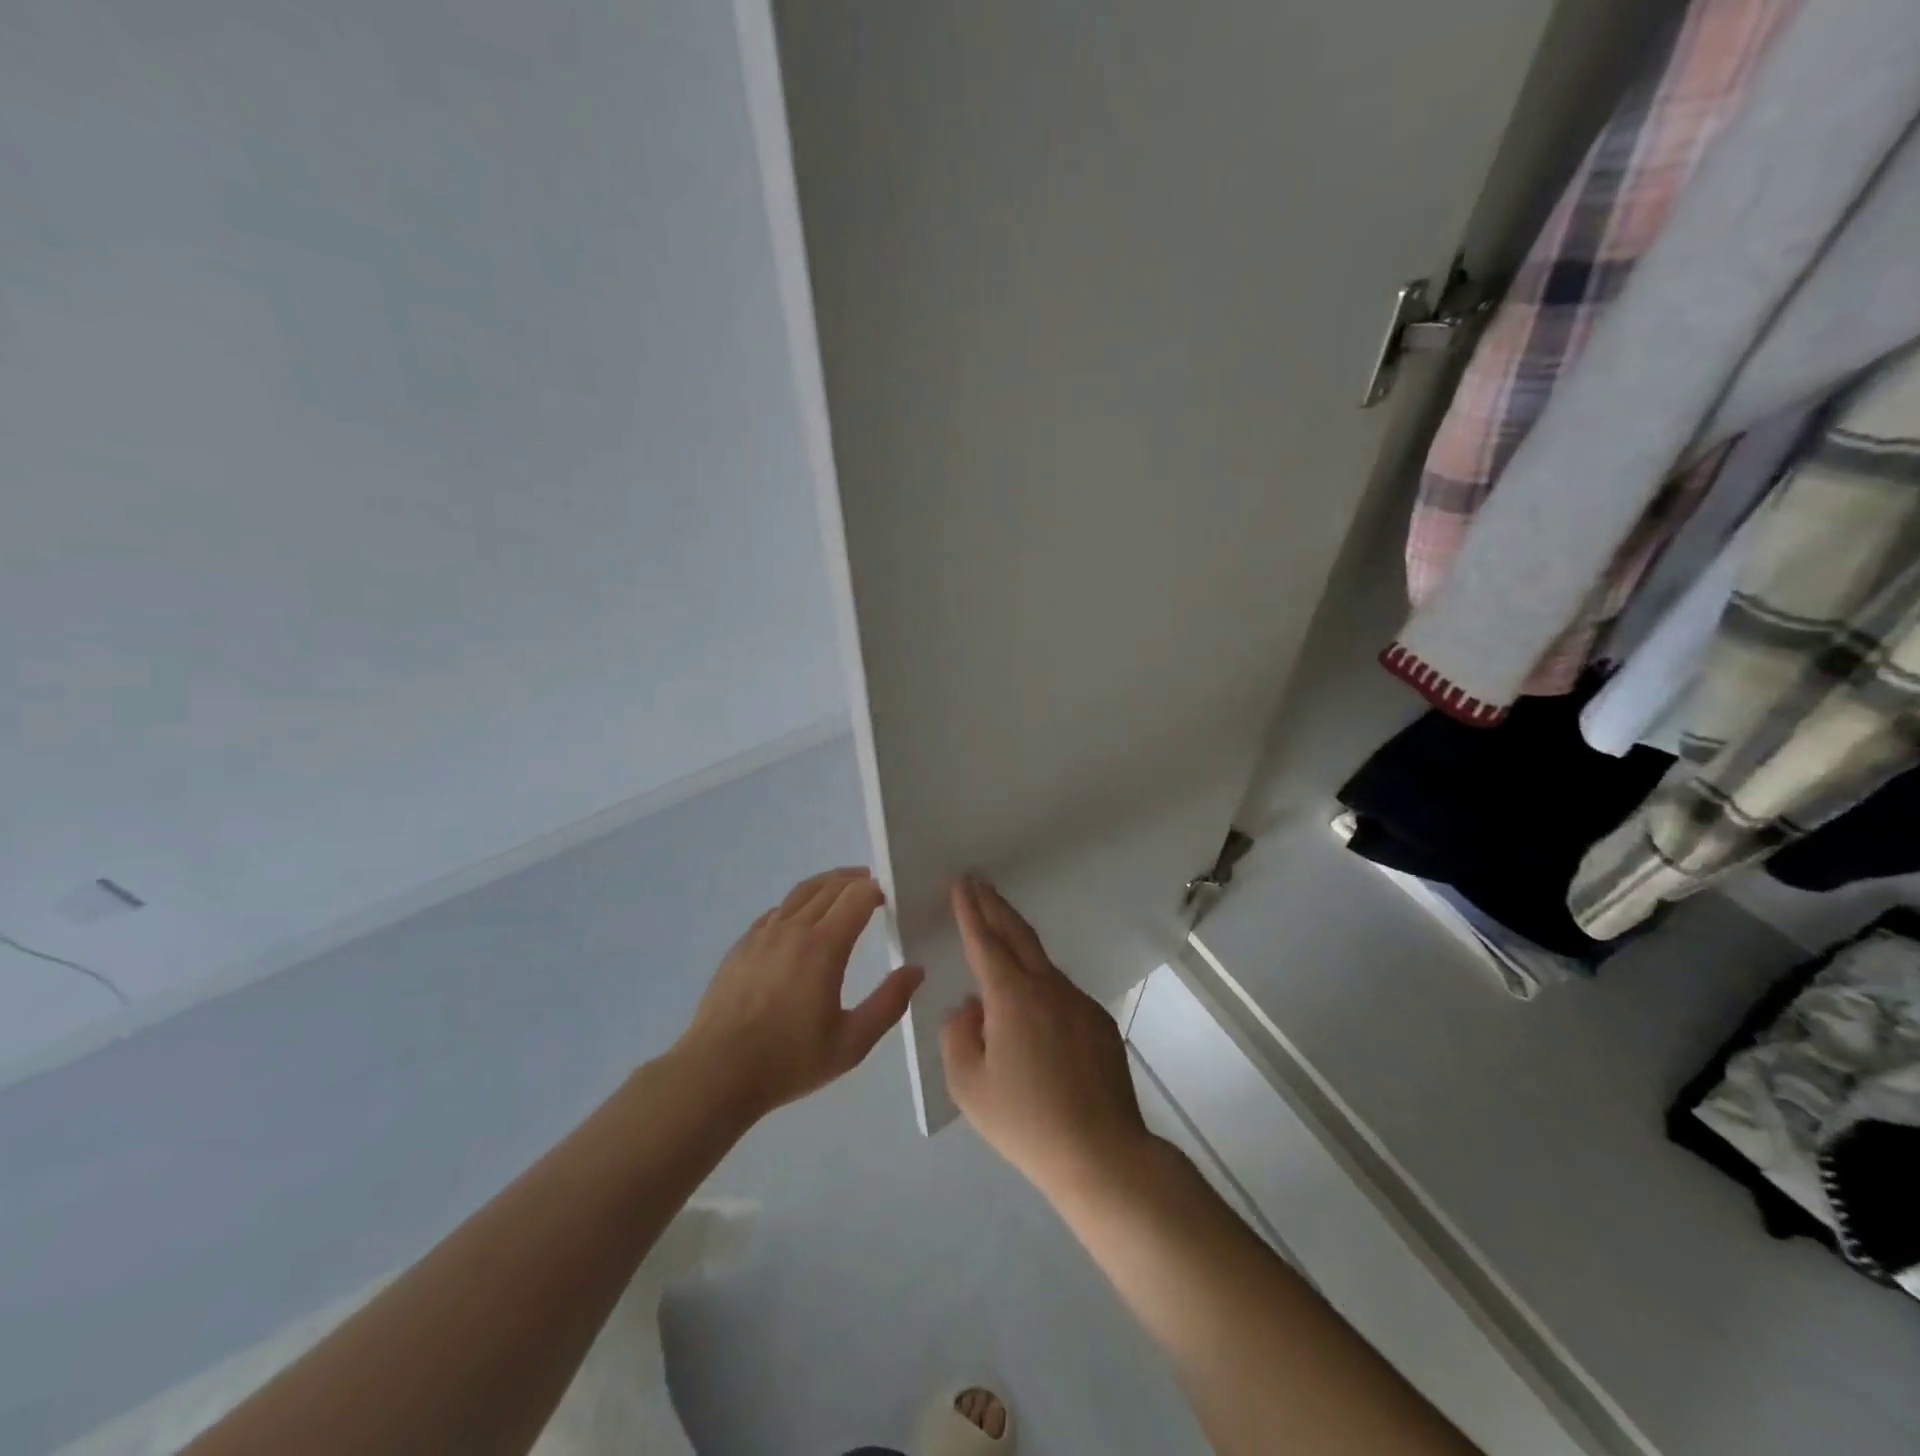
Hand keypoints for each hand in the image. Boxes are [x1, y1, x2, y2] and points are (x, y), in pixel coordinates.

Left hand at [678, 868, 923, 1120]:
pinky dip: (795, 905)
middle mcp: (792, 929)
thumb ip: (888, 1004)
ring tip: (840, 887)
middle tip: (871, 885)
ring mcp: (762, 935)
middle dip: (854, 881)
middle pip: (829, 887)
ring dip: (825, 884)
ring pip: (799, 894)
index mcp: (823, 947)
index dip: (875, 890)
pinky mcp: (740, 947)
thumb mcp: (851, 1043)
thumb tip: (915, 970)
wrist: (716, 1073)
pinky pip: (774, 913)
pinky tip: (798, 919)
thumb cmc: (789, 1060)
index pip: (856, 898)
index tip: (889, 896)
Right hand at [939, 878, 1154, 1203]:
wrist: (1102, 1154)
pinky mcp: (1100, 1023)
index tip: (961, 883)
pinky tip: (1033, 1013)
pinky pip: (1061, 994)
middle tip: (978, 884)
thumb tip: (970, 1008)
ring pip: (1042, 965)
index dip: (970, 911)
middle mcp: (1049, 988)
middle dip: (995, 906)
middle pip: (1018, 935)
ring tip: (998, 942)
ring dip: (1018, 946)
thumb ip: (958, 1036)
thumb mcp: (969, 1086)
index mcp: (1012, 997)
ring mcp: (1079, 1003)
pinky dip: (1040, 987)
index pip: (985, 942)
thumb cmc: (1026, 1122)